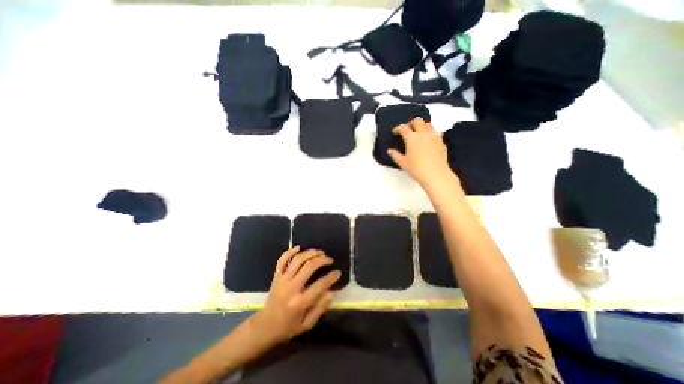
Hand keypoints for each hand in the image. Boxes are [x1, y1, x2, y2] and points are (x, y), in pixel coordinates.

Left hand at [252, 246, 339, 344]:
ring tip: (320, 252)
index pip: (320, 285)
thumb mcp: (307, 324)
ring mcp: (283, 280)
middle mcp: (291, 287)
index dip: (331, 277)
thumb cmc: (288, 327)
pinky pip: (282, 260)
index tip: (338, 272)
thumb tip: (331, 292)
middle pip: (309, 267)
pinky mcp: (277, 276)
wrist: (265, 326)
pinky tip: (299, 247)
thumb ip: (320, 308)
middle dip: (322, 260)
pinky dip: (289, 251)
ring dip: (310, 253)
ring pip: (298, 260)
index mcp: (300, 302)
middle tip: (330, 259)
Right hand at [386, 116, 452, 187]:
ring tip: (419, 134)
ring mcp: (434, 137)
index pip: (403, 128)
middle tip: (408, 129)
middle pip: (417, 121)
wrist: (435, 175)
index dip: (398, 128)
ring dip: (422, 127)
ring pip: (428, 125)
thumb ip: (395, 155)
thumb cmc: (417, 169)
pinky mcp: (441, 143)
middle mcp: (423, 134)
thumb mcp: (403, 163)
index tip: (395, 132)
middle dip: (411, 123)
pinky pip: (436, 133)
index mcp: (411, 138)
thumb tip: (390, 151)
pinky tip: (428, 142)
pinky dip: (430, 134)